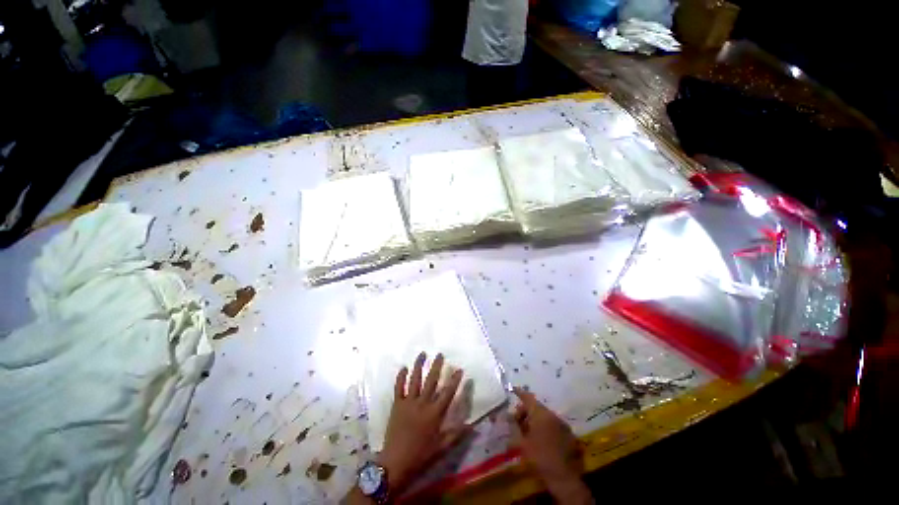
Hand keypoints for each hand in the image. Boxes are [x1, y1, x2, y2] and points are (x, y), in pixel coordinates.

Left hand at [378, 352, 466, 491]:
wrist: (395, 463)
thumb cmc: (420, 456)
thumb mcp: (441, 447)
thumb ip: (456, 434)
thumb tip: (472, 426)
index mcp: (434, 413)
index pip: (448, 393)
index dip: (454, 380)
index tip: (459, 369)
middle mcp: (422, 403)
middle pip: (431, 380)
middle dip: (437, 366)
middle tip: (440, 354)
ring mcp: (408, 402)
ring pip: (415, 379)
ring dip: (419, 365)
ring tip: (422, 354)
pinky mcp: (397, 405)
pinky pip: (398, 387)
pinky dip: (400, 377)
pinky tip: (403, 367)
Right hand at [510, 387, 591, 503]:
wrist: (563, 478)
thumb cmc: (539, 457)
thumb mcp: (521, 442)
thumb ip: (514, 426)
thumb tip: (508, 415)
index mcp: (541, 414)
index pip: (528, 398)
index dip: (520, 393)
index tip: (513, 389)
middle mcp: (553, 415)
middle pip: (536, 407)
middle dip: (526, 412)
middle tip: (517, 422)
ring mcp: (562, 424)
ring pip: (545, 416)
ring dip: (535, 420)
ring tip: (527, 432)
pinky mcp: (569, 435)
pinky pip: (553, 425)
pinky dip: (545, 427)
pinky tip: (540, 438)